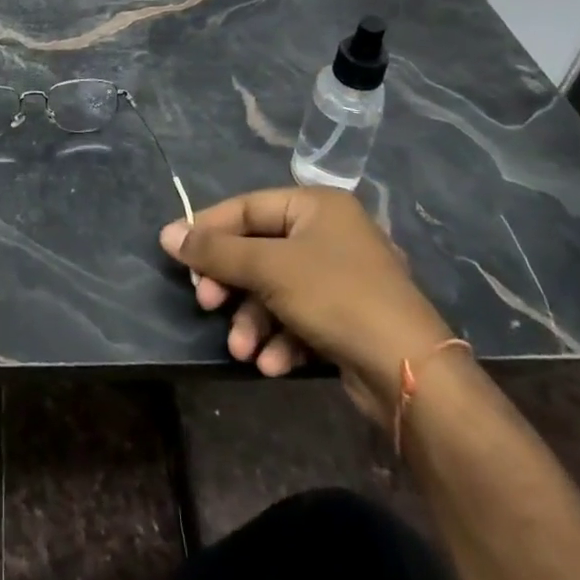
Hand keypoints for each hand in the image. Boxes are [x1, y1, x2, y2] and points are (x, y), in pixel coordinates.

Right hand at [160, 187, 453, 427]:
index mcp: (316, 206)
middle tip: (207, 303)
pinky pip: (299, 318)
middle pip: (259, 252)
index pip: (246, 208)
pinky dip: (281, 339)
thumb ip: (216, 251)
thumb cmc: (336, 296)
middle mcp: (329, 234)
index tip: (176, 252)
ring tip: (241, 348)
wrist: (412, 373)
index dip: (209, 229)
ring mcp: (341, 278)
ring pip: (276, 291)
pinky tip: (272, 365)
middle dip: (232, 285)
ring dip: (253, 320)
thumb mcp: (268, 268)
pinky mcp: (347, 318)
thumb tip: (167, 235)